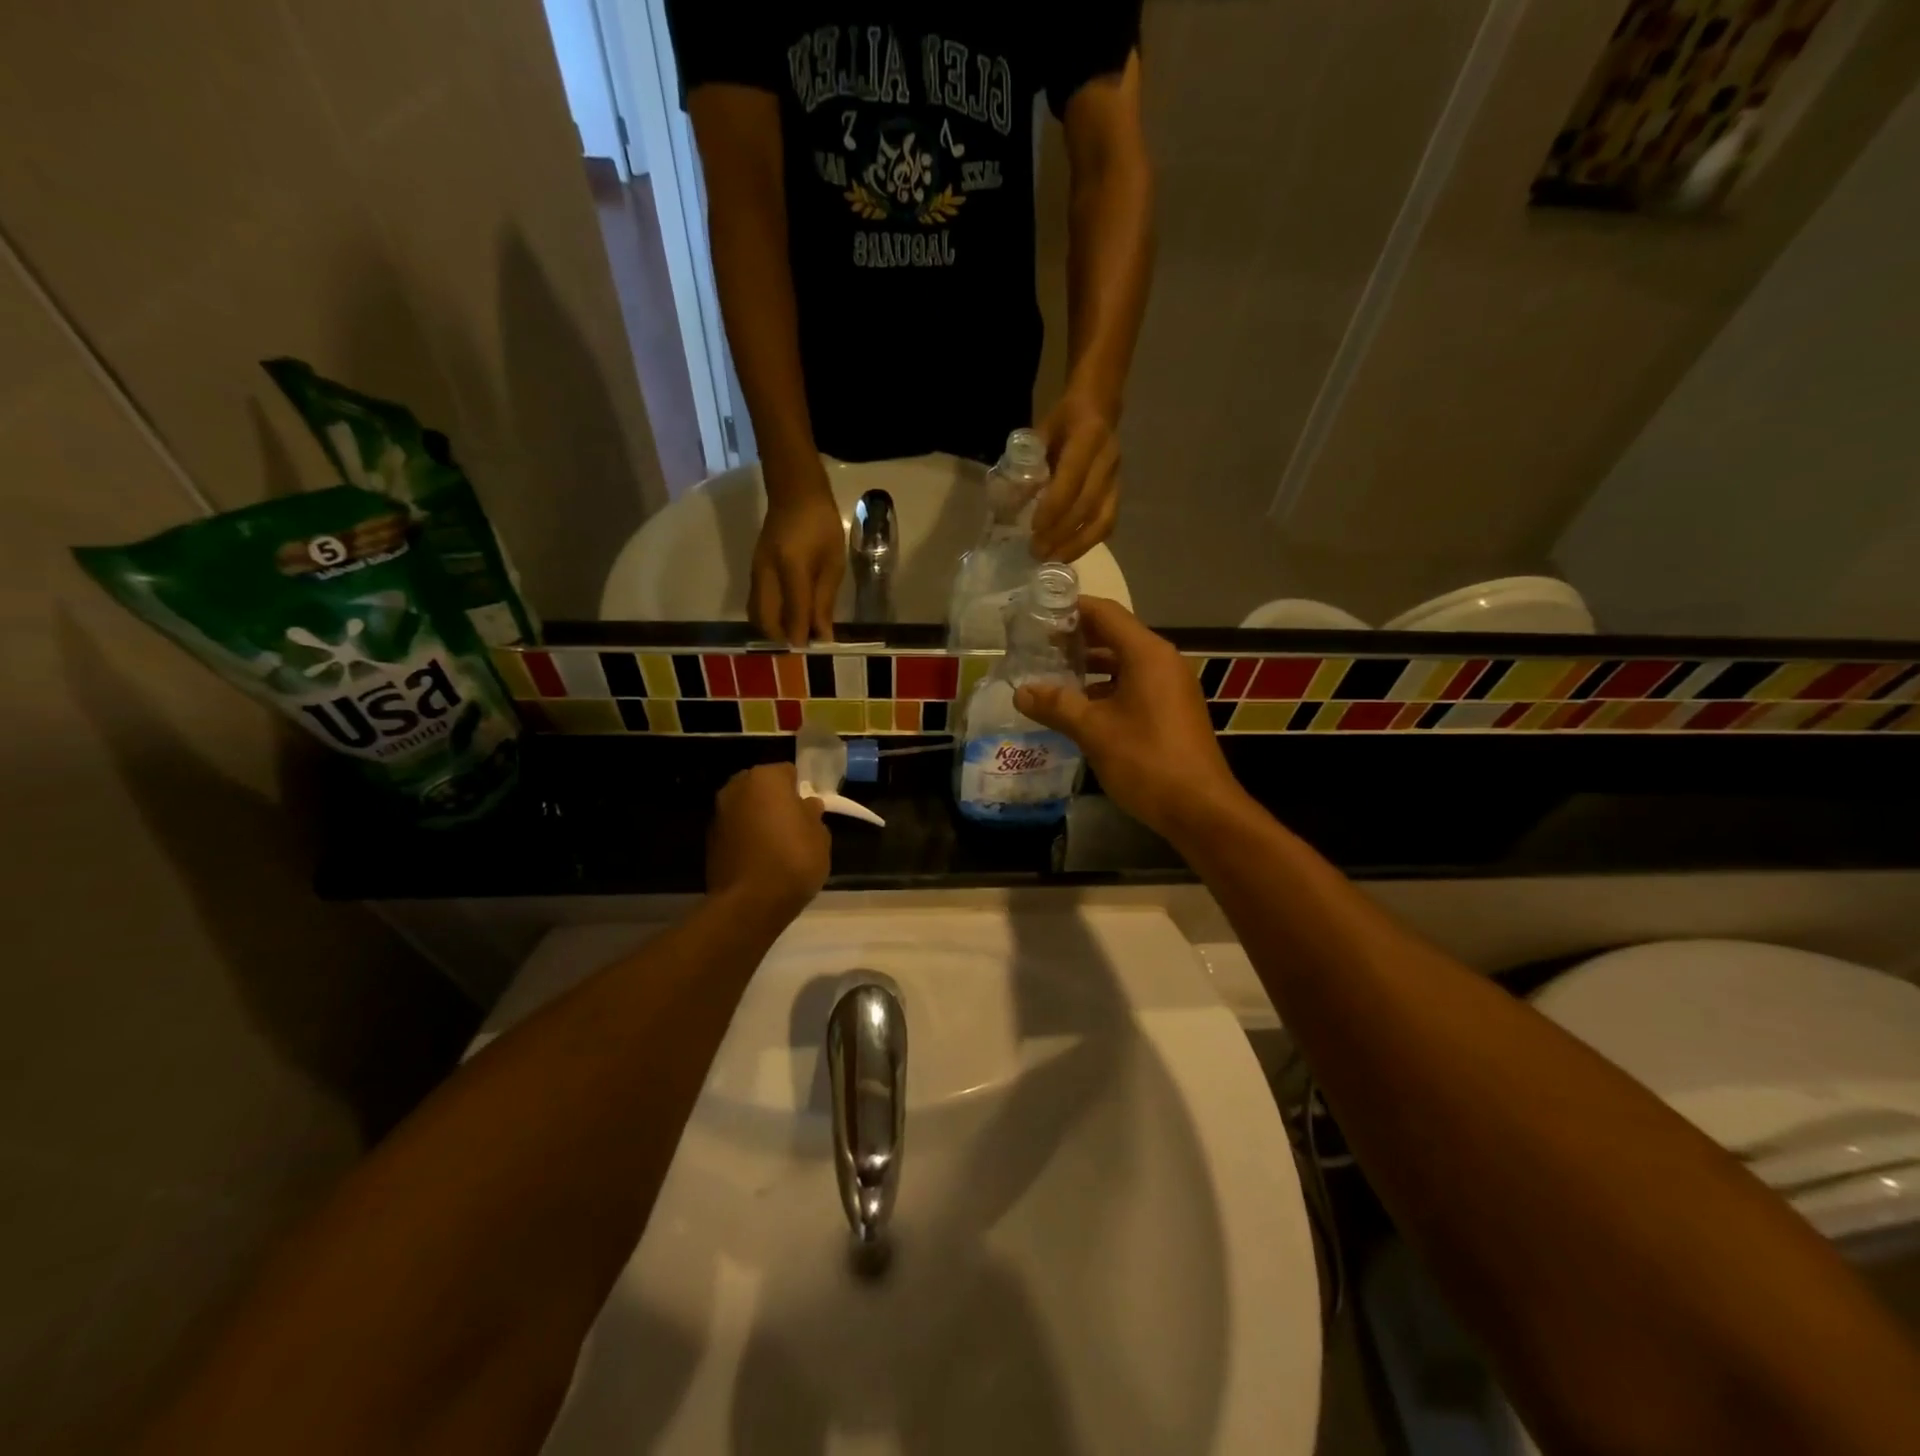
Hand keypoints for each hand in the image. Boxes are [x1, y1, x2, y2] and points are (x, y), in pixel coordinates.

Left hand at [707, 763, 830, 921]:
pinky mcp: (709, 840)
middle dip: (775, 801)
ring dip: (758, 819)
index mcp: (766, 778)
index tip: (809, 810)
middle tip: (793, 825)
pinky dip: (746, 838)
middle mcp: (737, 788)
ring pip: (746, 808)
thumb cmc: (793, 860)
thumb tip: (806, 806)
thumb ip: (812, 815)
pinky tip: (759, 859)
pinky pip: (735, 830)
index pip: (788, 772)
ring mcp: (719, 813)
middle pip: (762, 787)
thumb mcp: (820, 836)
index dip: (800, 790)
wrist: (750, 903)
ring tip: (776, 845)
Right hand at [751, 463, 843, 643]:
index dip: (802, 635)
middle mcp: (766, 572)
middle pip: (765, 619)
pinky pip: (756, 603)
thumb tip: (822, 634)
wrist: (795, 493)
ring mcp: (755, 571)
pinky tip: (786, 619)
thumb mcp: (833, 563)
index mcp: (791, 566)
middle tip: (804, 643)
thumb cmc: (822, 525)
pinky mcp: (753, 570)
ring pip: (755, 614)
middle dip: (783, 637)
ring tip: (796, 633)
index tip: (814, 650)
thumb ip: (825, 600)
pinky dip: (768, 617)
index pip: (794, 611)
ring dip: (773, 629)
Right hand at [1013, 598, 1244, 842]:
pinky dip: (1106, 688)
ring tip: (1051, 673)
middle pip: (1115, 635)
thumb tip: (1020, 691)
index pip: (1105, 613)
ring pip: (1124, 663)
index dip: (1071, 608)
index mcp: (1147, 654)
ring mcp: (1171, 686)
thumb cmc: (1146, 760)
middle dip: (1076, 638)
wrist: (1199, 808)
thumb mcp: (1093, 731)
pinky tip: (1079, 706)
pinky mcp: (1171, 710)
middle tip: (1036, 644)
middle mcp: (1162, 661)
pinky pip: (1134, 685)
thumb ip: (1056, 705)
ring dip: (1089, 666)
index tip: (1038, 612)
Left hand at [1032, 392, 1120, 561]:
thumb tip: (1011, 502)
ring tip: (1053, 560)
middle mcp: (1107, 460)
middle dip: (1061, 533)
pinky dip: (1088, 542)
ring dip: (1077, 545)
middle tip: (1037, 552)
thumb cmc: (1064, 421)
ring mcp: (1116, 478)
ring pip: (1103, 520)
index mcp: (1088, 438)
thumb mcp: (1042, 431)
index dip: (1053, 507)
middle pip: (1087, 505)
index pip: (1071, 480)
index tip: (1034, 529)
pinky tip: (1069, 553)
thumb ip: (1029, 463)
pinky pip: (1108, 523)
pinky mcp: (1118, 492)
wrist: (1100, 408)